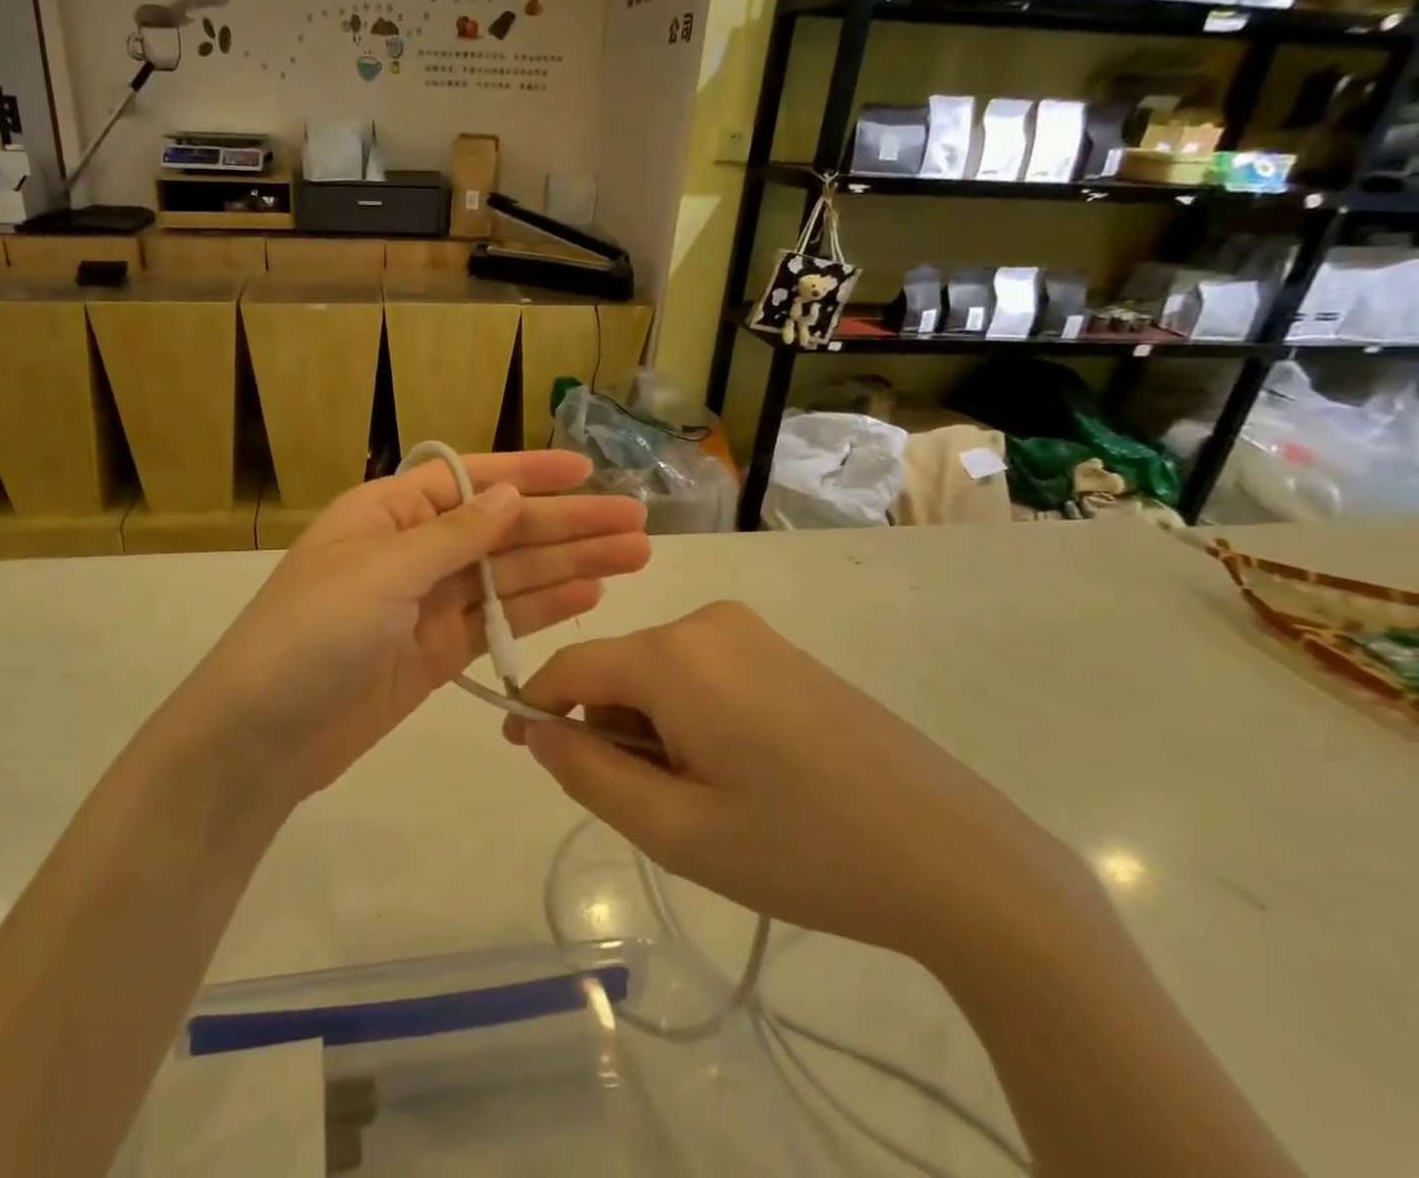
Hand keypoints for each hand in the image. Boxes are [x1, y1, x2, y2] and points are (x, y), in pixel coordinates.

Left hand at [177, 451, 649, 800]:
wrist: (260, 738)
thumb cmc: (311, 635)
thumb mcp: (381, 572)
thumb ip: (453, 536)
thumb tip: (510, 496)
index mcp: (389, 512)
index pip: (470, 479)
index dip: (530, 472)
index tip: (587, 470)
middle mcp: (413, 550)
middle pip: (503, 529)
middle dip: (568, 523)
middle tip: (637, 522)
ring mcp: (428, 604)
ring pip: (510, 575)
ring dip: (569, 564)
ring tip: (634, 555)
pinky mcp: (437, 652)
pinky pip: (499, 621)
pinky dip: (542, 608)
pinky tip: (590, 594)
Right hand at [507, 602, 1082, 966]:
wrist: (959, 857)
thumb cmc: (805, 850)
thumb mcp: (678, 832)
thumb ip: (589, 776)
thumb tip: (539, 732)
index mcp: (676, 656)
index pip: (573, 665)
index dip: (538, 706)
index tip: (522, 749)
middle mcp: (707, 622)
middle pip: (618, 670)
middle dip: (612, 730)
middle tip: (656, 807)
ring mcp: (750, 631)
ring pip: (659, 672)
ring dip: (654, 728)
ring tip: (708, 797)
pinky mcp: (780, 650)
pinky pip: (701, 671)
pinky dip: (691, 715)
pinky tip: (743, 770)